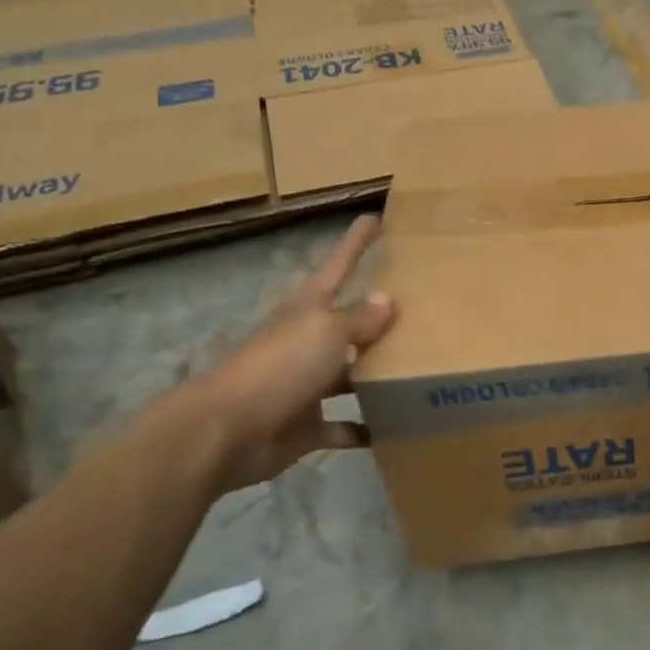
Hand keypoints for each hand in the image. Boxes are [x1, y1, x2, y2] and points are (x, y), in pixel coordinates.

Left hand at [185, 215, 396, 494]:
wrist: (227, 430)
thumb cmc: (280, 367)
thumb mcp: (326, 332)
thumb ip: (360, 318)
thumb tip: (387, 300)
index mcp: (309, 311)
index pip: (338, 266)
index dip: (356, 243)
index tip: (375, 218)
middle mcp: (308, 343)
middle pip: (348, 324)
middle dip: (377, 318)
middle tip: (421, 311)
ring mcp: (306, 385)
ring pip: (350, 375)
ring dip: (378, 375)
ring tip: (420, 372)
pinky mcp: (307, 425)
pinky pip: (344, 426)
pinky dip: (365, 428)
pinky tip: (396, 429)